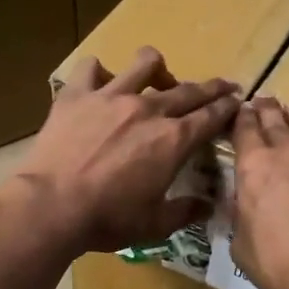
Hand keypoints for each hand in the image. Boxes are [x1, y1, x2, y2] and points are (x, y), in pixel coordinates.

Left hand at [8, 48, 239, 254]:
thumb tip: (208, 206)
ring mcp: (111, 96)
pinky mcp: (77, 94)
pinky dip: (99, 72)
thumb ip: (185, 211)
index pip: (211, 116)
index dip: (228, 107)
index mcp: (173, 140)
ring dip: (158, 67)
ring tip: (158, 77)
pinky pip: (91, 68)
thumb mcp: (155, 225)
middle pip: (189, 89)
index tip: (238, 101)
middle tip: (222, 86)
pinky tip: (100, 83)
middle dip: (211, 87)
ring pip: (145, 63)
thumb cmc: (107, 219)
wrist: (51, 206)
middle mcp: (148, 110)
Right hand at [230, 98, 288, 288]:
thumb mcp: (240, 240)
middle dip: (268, 109)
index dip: (243, 117)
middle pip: (276, 118)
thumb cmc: (278, 263)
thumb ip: (242, 211)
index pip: (245, 128)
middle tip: (266, 102)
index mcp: (254, 164)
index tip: (243, 111)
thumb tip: (245, 202)